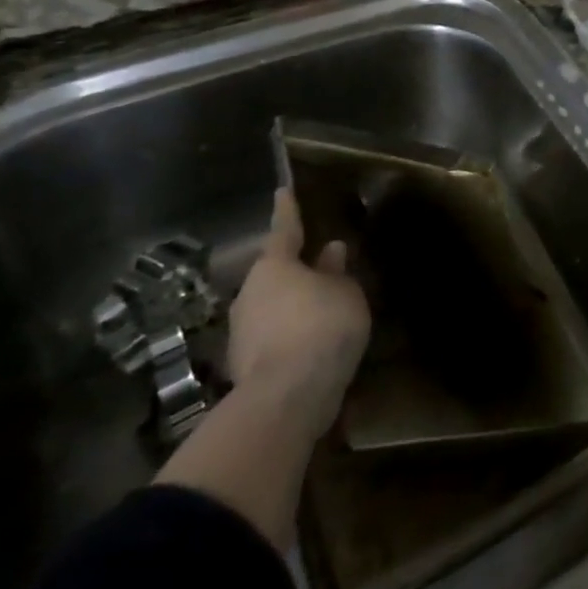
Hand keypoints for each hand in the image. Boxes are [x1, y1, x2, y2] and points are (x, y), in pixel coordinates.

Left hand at [226, 188, 371, 441]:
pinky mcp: (245, 365)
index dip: (287, 210)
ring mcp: (242, 332)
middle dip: (295, 269)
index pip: (284, 229)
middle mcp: (250, 293)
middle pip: (274, 273)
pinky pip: (273, 337)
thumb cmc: (322, 326)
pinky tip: (312, 343)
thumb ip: (336, 272)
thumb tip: (330, 251)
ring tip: (322, 308)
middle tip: (321, 264)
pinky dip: (290, 334)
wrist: (287, 398)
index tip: (283, 190)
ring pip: (272, 307)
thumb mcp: (345, 292)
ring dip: (292, 305)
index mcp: (274, 266)